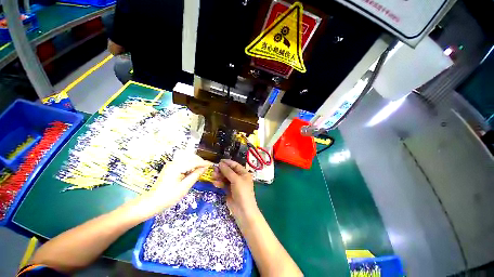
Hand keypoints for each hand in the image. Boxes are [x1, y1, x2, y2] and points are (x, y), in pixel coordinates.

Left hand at [128, 153, 211, 220]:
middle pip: (191, 157)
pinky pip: (184, 162)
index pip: (194, 162)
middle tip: (208, 167)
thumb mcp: (184, 187)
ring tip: (202, 168)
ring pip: (188, 158)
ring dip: (196, 162)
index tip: (212, 164)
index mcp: (176, 167)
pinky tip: (194, 169)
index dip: (204, 163)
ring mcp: (171, 164)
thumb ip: (195, 175)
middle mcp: (173, 162)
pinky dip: (191, 164)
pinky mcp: (170, 167)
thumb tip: (205, 168)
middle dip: (200, 161)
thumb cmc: (168, 197)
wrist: (151, 202)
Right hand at [211, 159, 256, 218]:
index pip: (235, 165)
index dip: (227, 163)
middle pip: (229, 171)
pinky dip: (219, 183)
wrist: (243, 210)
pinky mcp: (229, 190)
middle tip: (214, 170)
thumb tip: (220, 163)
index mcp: (244, 173)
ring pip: (225, 178)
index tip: (219, 161)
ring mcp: (234, 184)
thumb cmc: (242, 192)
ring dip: (219, 176)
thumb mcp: (236, 180)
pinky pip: (223, 184)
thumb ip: (228, 171)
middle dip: (222, 170)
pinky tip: (215, 183)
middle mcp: (239, 178)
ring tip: (213, 176)